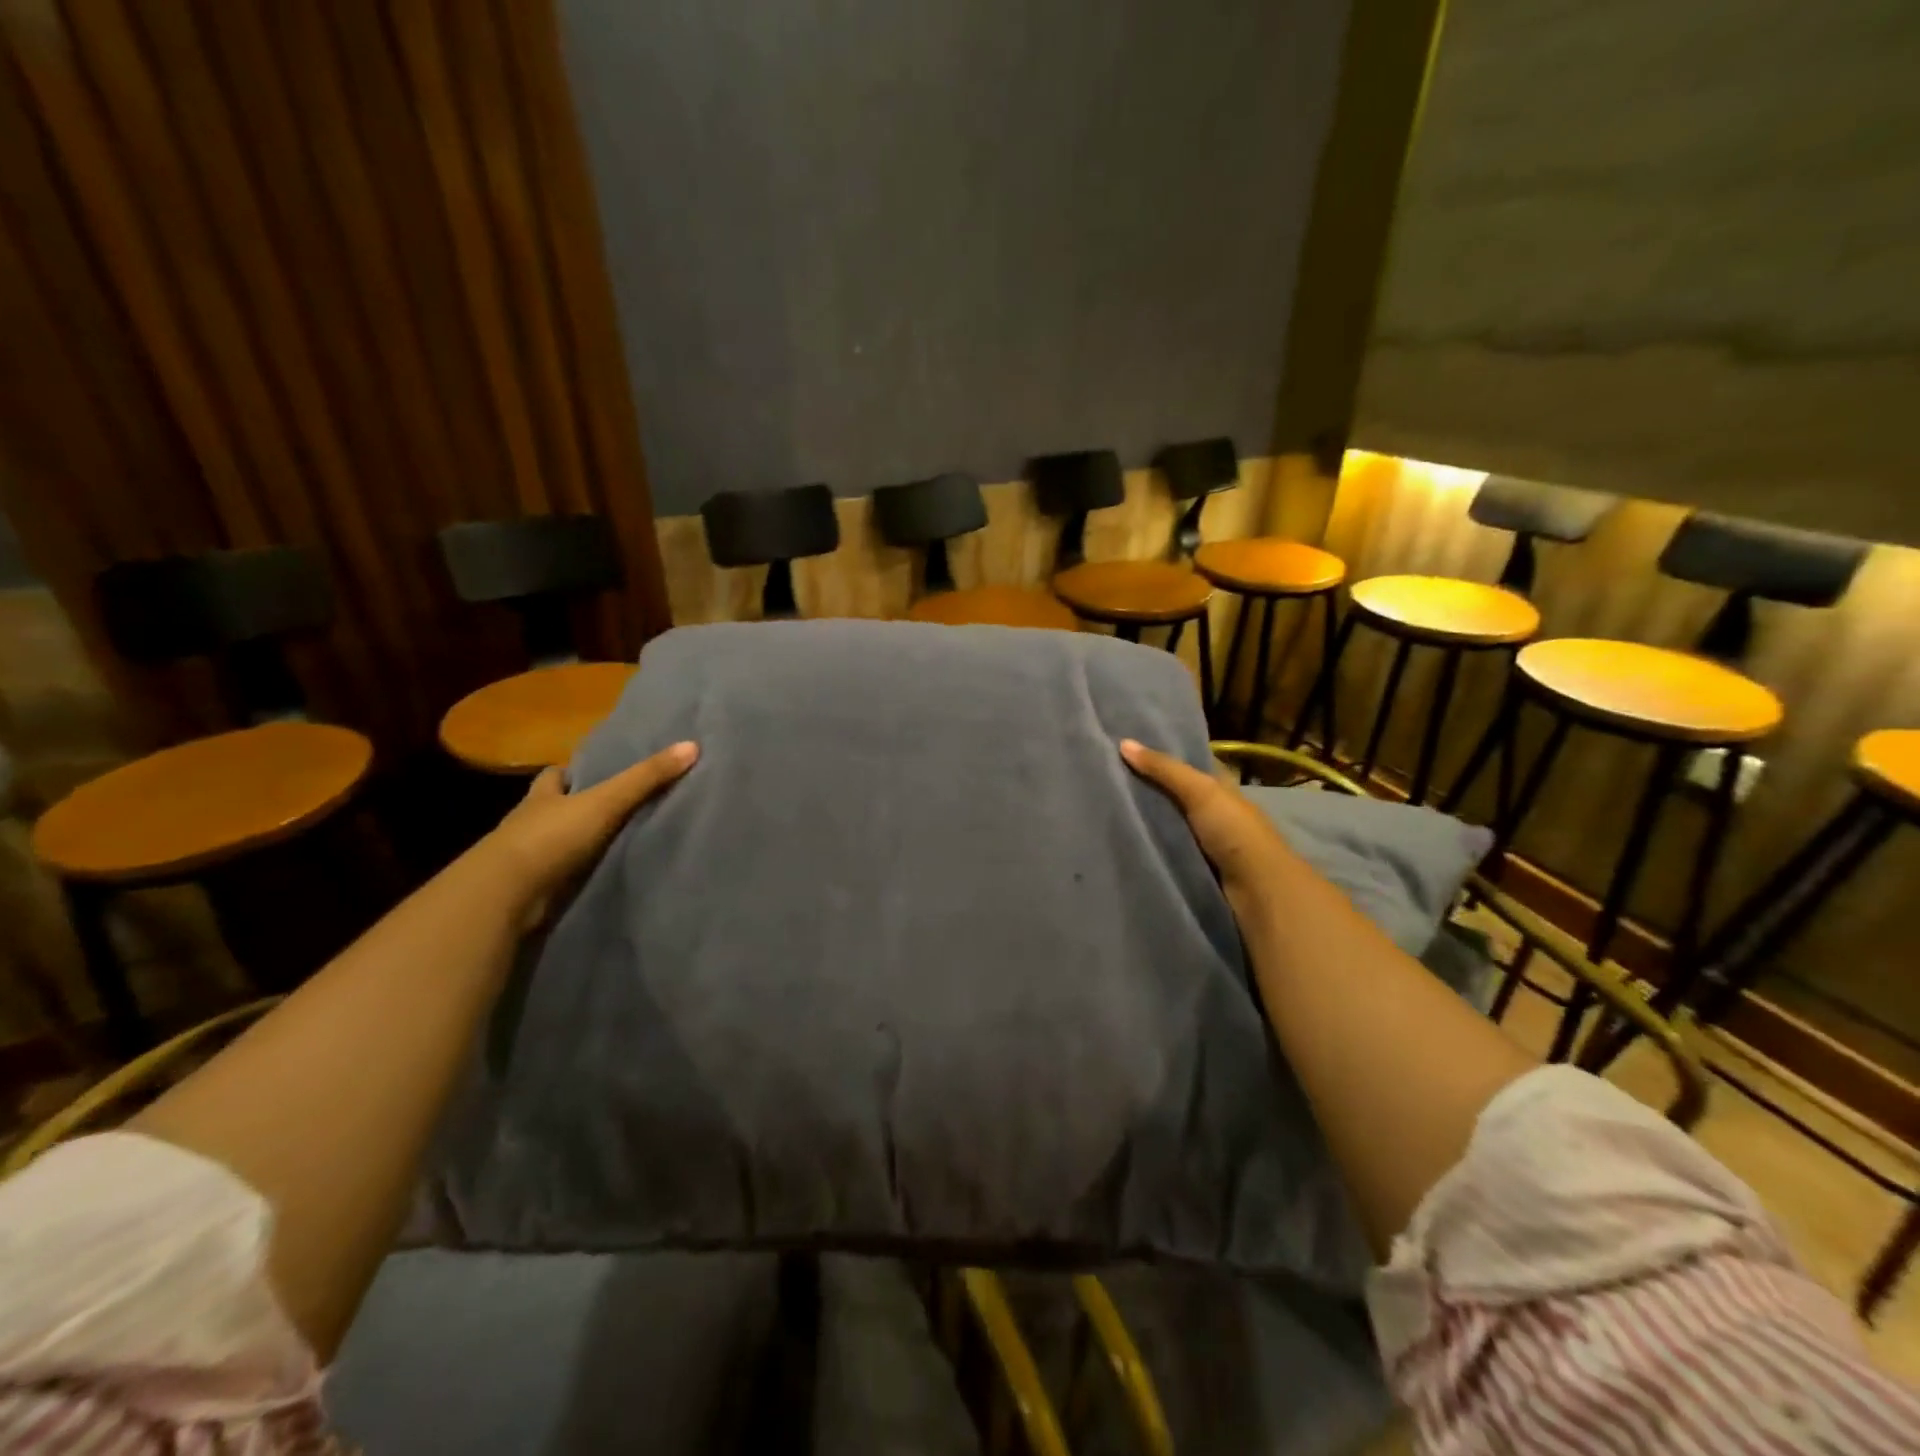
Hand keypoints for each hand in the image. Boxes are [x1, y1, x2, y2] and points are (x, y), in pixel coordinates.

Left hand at [477, 740, 699, 927]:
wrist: (506, 896)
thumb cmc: (551, 837)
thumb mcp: (606, 801)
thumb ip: (646, 778)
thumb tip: (692, 746)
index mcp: (542, 797)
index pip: (554, 776)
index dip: (571, 773)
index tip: (596, 772)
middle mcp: (530, 823)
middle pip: (554, 808)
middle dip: (576, 808)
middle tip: (613, 809)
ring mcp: (527, 859)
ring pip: (555, 843)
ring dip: (576, 844)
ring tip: (614, 844)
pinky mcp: (531, 890)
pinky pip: (559, 876)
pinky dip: (575, 875)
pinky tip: (598, 877)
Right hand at [1118, 738, 1299, 927]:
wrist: (1257, 889)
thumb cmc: (1234, 831)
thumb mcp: (1200, 791)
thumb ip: (1164, 769)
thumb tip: (1123, 743)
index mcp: (1220, 789)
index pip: (1189, 766)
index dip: (1162, 756)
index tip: (1126, 749)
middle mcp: (1212, 813)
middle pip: (1174, 796)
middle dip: (1145, 790)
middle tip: (1104, 780)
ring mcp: (1203, 843)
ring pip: (1167, 825)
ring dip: (1143, 823)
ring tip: (1101, 810)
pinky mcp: (1194, 868)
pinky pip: (1164, 852)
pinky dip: (1147, 848)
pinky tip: (1120, 842)